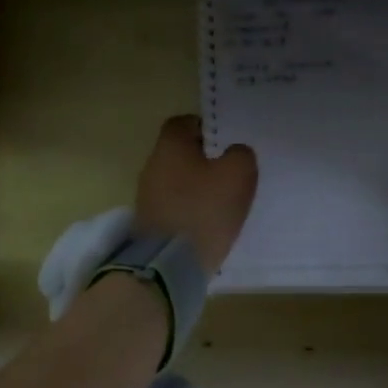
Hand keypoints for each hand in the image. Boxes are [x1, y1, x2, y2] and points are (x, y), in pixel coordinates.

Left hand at [134, 115, 257, 276]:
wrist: (169, 264)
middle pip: (178, 154)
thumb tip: (234, 153)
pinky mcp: (149, 225)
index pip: (183, 123)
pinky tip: (206, 223)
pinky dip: (188, 211)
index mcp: (170, 147)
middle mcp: (152, 167)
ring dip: (195, 188)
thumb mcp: (238, 175)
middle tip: (228, 173)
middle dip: (202, 161)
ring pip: (175, 182)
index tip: (224, 142)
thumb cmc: (204, 209)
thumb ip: (240, 155)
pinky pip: (173, 208)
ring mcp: (146, 198)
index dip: (205, 128)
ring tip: (220, 202)